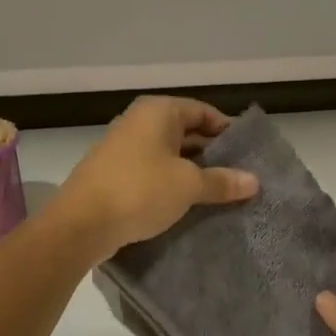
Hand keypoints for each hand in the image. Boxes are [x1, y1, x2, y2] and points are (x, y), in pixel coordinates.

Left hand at [56, 97, 259, 258]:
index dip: (227, 131)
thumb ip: (222, 182)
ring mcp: (123, 148)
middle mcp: (139, 122)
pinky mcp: (114, 174)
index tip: (247, 154)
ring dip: (191, 172)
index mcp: (158, 112)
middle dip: (211, 154)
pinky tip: (187, 205)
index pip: (203, 111)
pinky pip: (152, 172)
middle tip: (238, 177)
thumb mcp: (188, 186)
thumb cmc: (140, 191)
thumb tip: (254, 181)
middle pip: (186, 132)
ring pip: (168, 155)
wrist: (81, 224)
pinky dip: (170, 184)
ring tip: (218, 193)